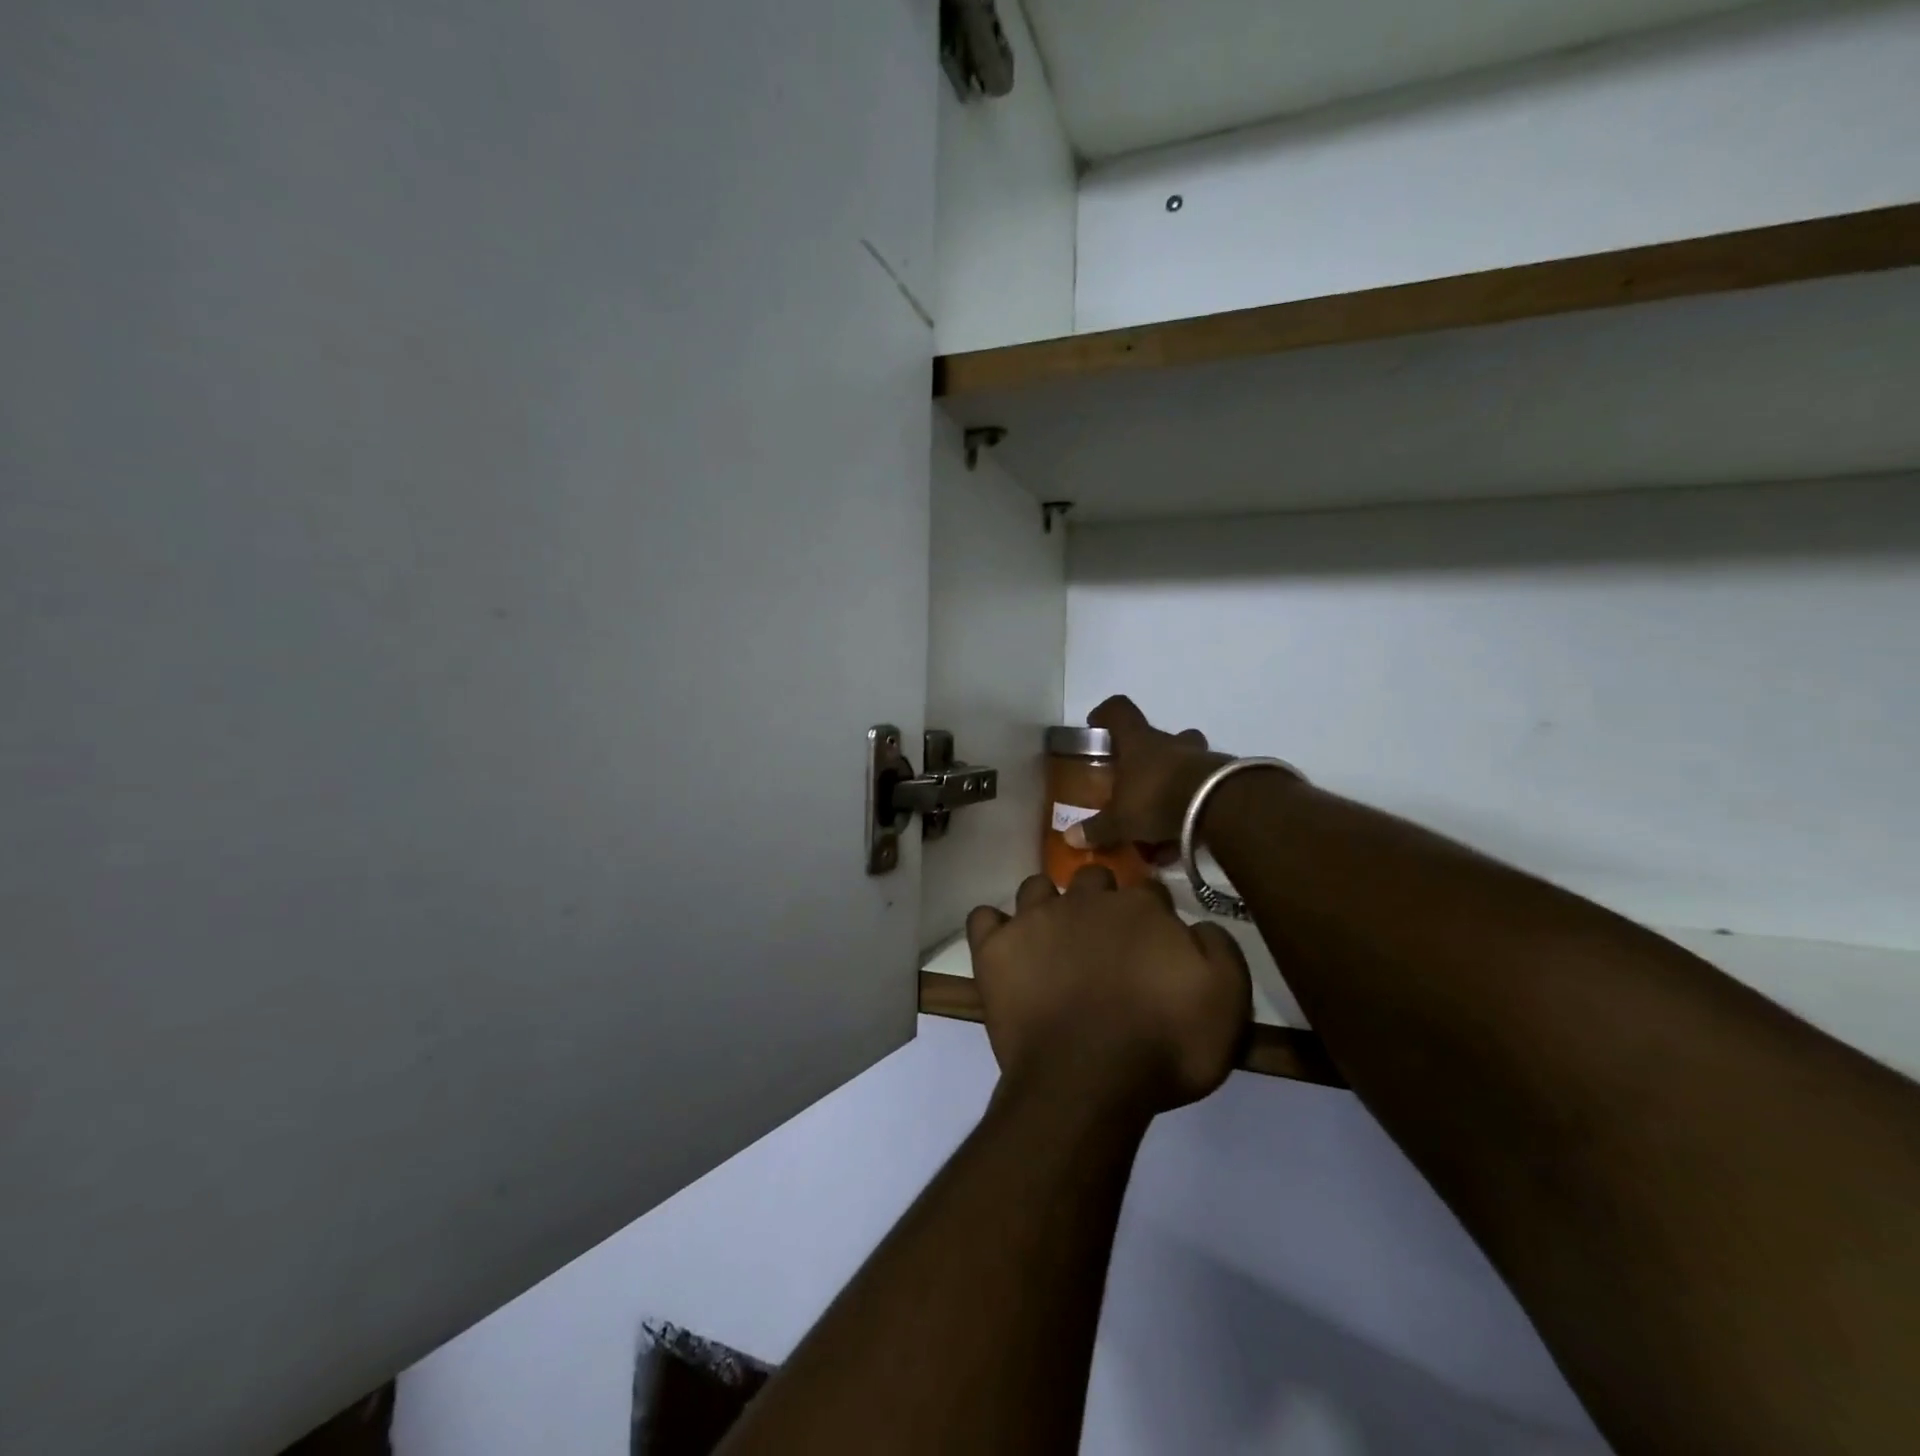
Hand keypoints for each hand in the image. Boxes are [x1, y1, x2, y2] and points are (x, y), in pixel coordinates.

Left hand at [966, 868, 1251, 1116]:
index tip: (1154, 942)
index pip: (1149, 891)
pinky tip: (1004, 945)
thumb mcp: (1227, 1003)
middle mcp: (1085, 900)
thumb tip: (1199, 926)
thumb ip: (1220, 950)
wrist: (1087, 1080)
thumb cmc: (1163, 1046)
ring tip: (1051, 937)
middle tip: (1103, 939)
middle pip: (1093, 879)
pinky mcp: (996, 948)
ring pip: (1037, 887)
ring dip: (1046, 904)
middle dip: (1100, 899)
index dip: (1153, 915)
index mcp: (1140, 908)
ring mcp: (1035, 919)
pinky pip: (984, 919)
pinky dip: (994, 928)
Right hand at [1066, 695, 1233, 857]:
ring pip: (1184, 760)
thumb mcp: (1120, 819)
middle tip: (1135, 779)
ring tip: (1160, 813)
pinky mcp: (1223, 780)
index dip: (1105, 714)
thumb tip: (1069, 838)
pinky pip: (1200, 789)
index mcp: (1138, 741)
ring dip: (1173, 780)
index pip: (1119, 710)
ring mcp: (1200, 758)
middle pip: (1158, 736)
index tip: (1096, 726)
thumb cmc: (1156, 798)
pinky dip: (1189, 808)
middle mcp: (1170, 743)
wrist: (1217, 806)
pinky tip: (1181, 836)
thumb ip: (1097, 828)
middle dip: (1147, 755)